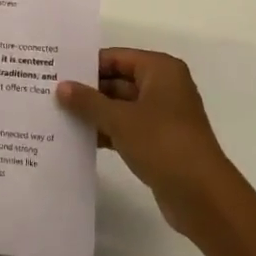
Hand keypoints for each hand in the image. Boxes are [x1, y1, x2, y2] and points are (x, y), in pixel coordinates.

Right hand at [57, 48, 238, 235]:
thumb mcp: (120, 120)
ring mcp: (163, 116)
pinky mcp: (160, 142)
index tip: (56, 73)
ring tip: (59, 116)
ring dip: (95, 113)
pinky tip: (80, 139)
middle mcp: (164, 87)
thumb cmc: (163, 144)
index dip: (87, 65)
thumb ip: (88, 102)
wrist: (203, 197)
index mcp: (160, 69)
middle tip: (52, 95)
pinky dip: (107, 131)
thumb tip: (61, 87)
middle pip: (118, 81)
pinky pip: (127, 128)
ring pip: (121, 106)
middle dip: (88, 91)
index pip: (116, 57)